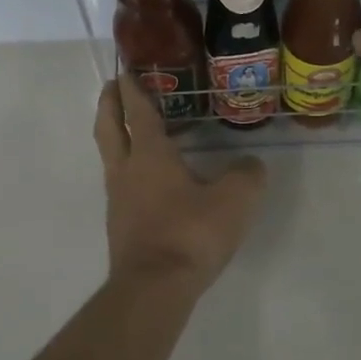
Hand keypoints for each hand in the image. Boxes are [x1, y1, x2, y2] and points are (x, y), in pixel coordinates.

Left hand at [94, 75, 266, 289]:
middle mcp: (126, 172)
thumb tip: (251, 165)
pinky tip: (146, 182)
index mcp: (150, 155)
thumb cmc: (191, 234)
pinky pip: (120, 186)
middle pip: (109, 129)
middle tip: (112, 87)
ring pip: (110, 158)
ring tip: (130, 132)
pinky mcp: (120, 226)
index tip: (127, 71)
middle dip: (109, 105)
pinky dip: (127, 171)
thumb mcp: (235, 200)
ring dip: (115, 138)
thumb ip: (247, 176)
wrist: (154, 288)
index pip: (139, 112)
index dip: (134, 89)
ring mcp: (118, 200)